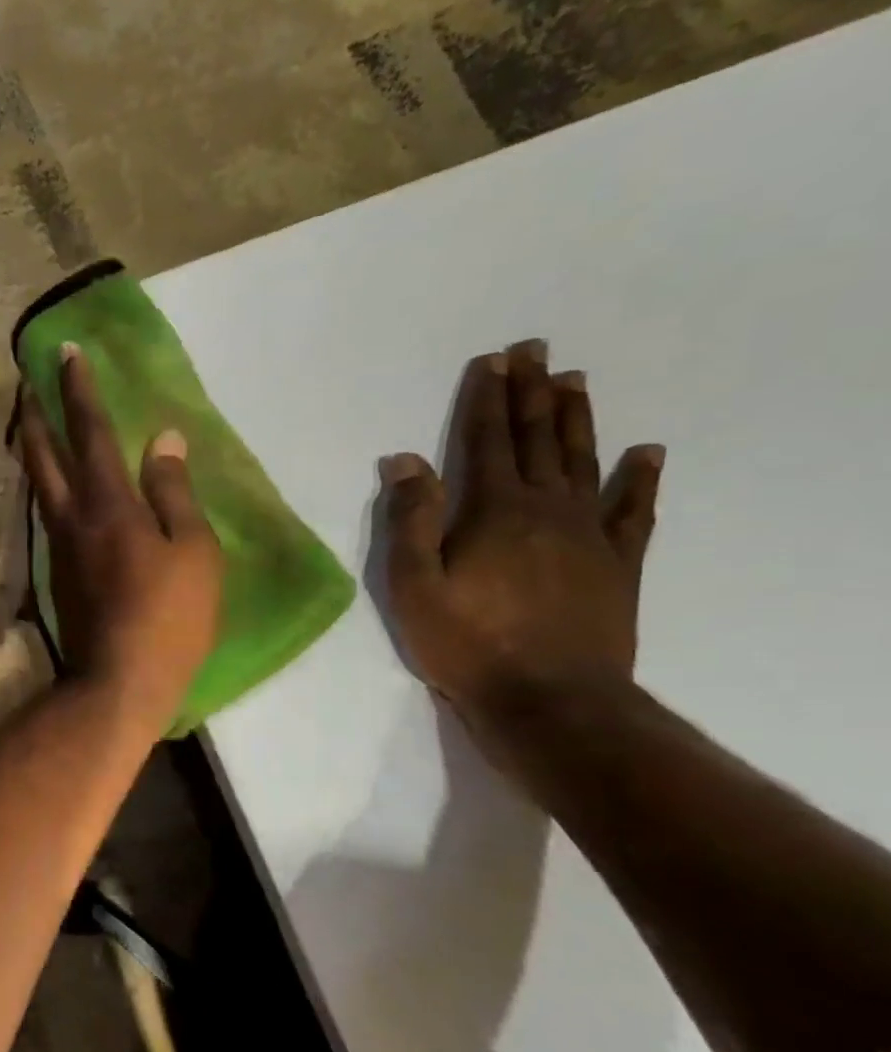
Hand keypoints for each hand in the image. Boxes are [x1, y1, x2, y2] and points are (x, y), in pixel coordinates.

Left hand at [20, 344, 223, 734]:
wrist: (118, 681)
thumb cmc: (169, 617)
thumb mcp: (193, 552)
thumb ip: (174, 492)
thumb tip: (163, 438)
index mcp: (109, 504)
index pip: (90, 432)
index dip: (79, 389)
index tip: (65, 352)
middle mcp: (72, 517)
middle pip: (43, 454)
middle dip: (34, 413)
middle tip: (25, 382)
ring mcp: (58, 546)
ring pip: (38, 484)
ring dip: (33, 447)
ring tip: (32, 424)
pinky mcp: (56, 571)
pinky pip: (47, 513)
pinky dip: (45, 485)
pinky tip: (52, 485)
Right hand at [381, 341, 664, 721]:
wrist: (550, 701)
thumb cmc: (467, 643)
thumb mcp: (414, 586)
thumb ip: (411, 520)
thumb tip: (405, 460)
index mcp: (494, 512)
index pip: (489, 442)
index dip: (488, 400)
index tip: (494, 361)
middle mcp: (547, 509)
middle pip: (539, 440)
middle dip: (533, 393)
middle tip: (536, 351)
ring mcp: (590, 535)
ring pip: (584, 462)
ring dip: (577, 419)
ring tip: (575, 381)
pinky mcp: (618, 564)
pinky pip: (635, 511)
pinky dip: (641, 479)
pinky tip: (647, 453)